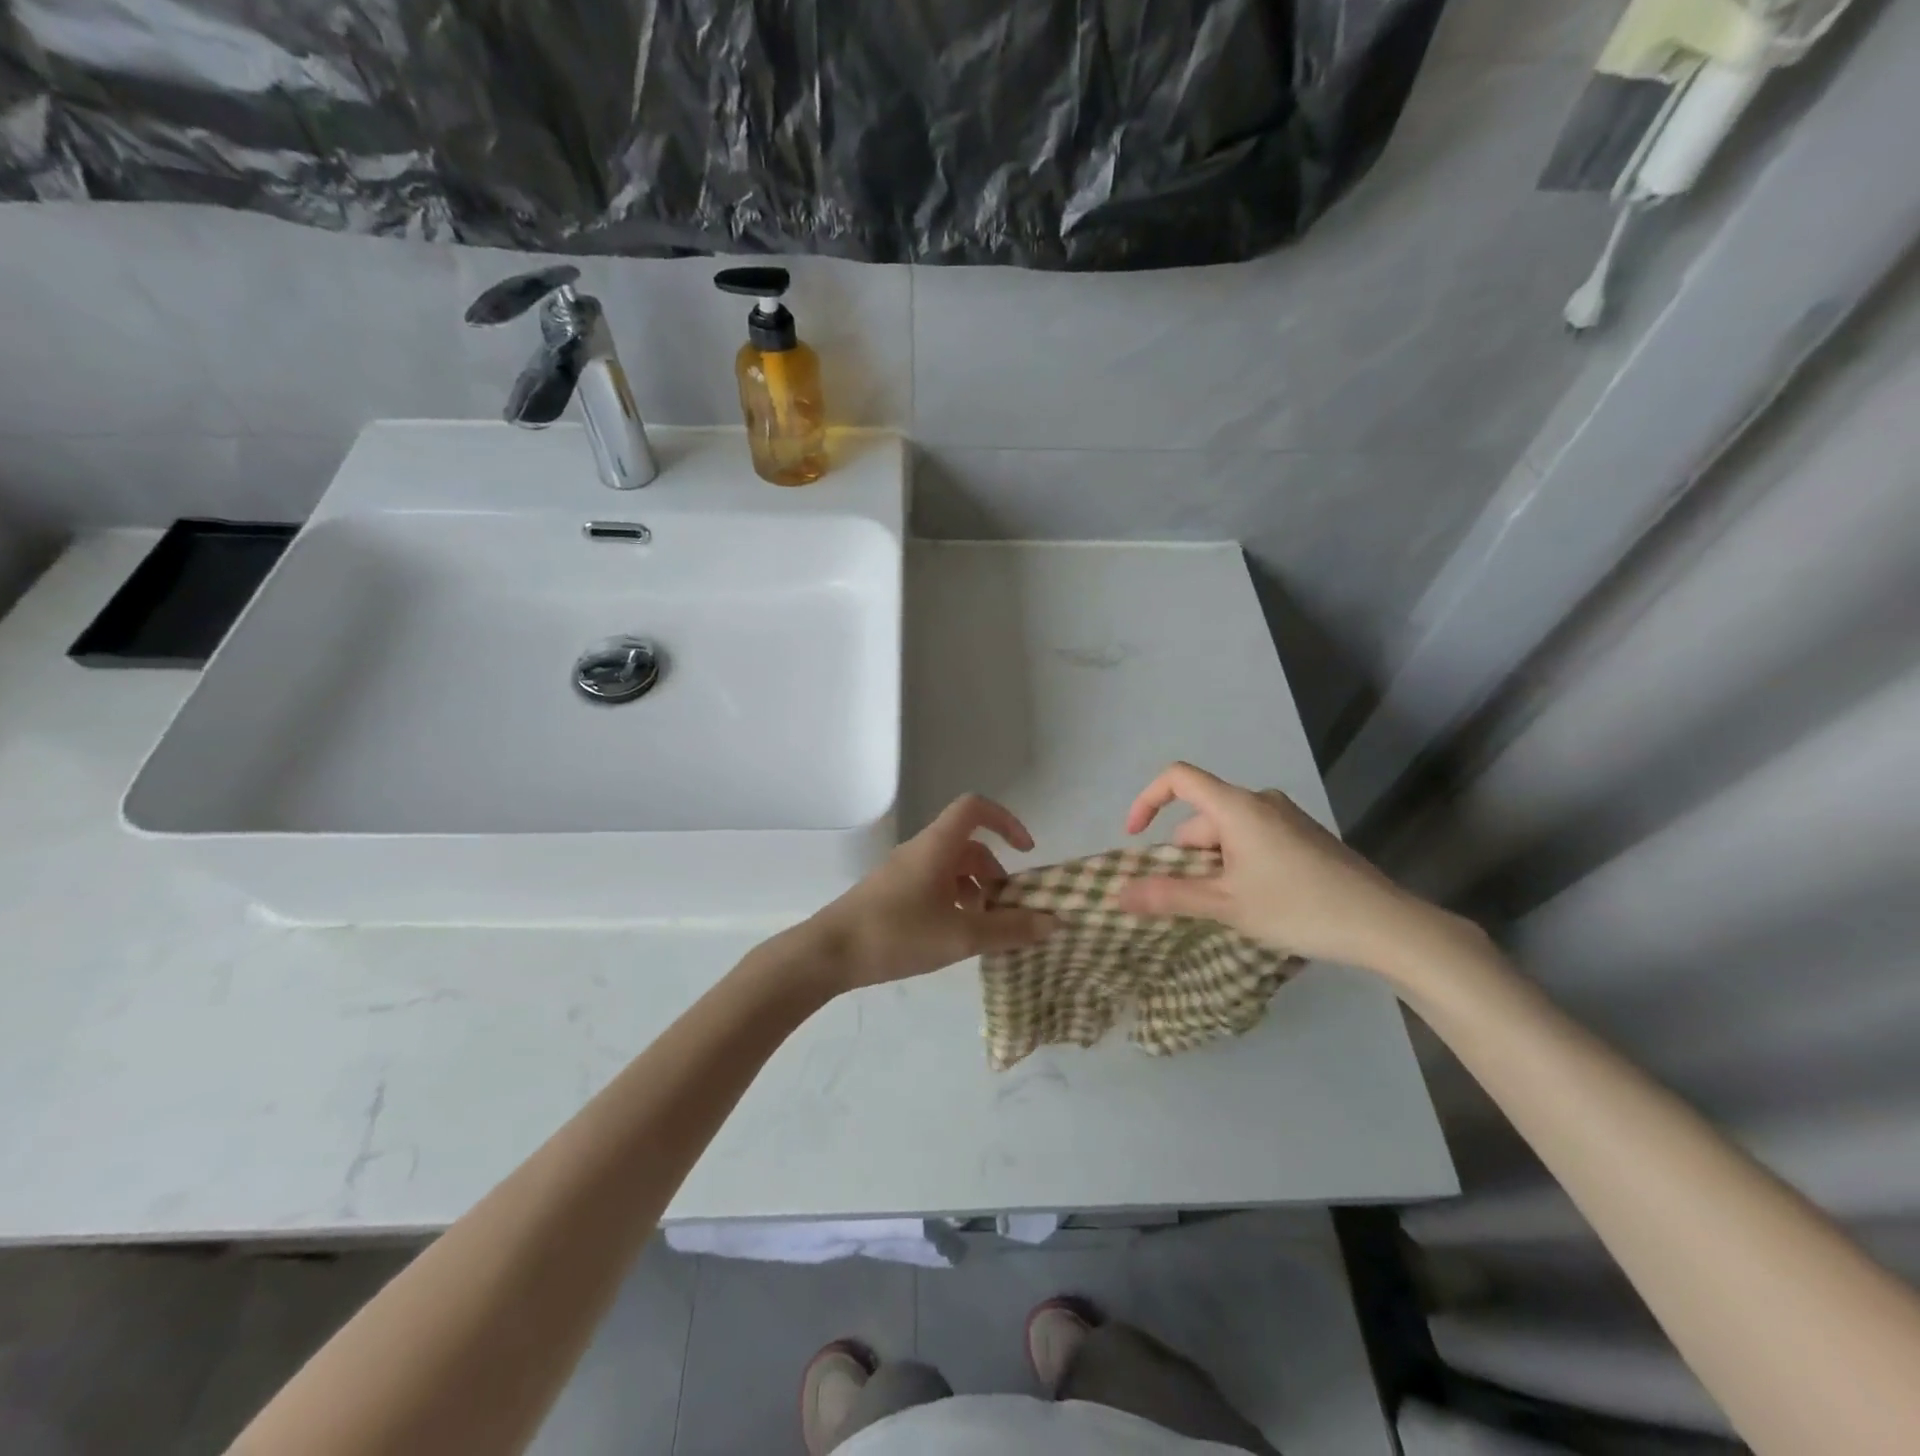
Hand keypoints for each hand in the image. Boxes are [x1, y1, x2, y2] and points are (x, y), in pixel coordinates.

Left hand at [802, 794, 1057, 993]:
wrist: (828, 953)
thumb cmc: (897, 934)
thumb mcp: (960, 936)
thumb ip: (1009, 930)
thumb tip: (1053, 921)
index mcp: (938, 846)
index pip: (975, 808)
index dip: (1006, 820)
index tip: (1025, 852)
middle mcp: (921, 851)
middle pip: (968, 845)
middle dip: (995, 873)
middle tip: (1007, 910)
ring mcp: (903, 872)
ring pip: (951, 868)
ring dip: (975, 891)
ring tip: (984, 929)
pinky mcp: (892, 894)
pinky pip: (934, 885)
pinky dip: (953, 902)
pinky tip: (954, 936)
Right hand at [1113, 762, 1461, 975]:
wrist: (1384, 924)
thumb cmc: (1297, 907)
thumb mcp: (1226, 905)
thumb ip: (1169, 896)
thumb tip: (1119, 893)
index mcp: (1237, 807)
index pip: (1177, 778)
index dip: (1147, 800)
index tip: (1135, 837)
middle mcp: (1260, 802)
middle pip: (1203, 816)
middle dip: (1187, 855)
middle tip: (1195, 901)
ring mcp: (1287, 818)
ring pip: (1229, 833)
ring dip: (1214, 865)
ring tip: (1230, 909)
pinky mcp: (1306, 837)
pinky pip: (1254, 840)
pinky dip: (1240, 864)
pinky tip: (1260, 903)